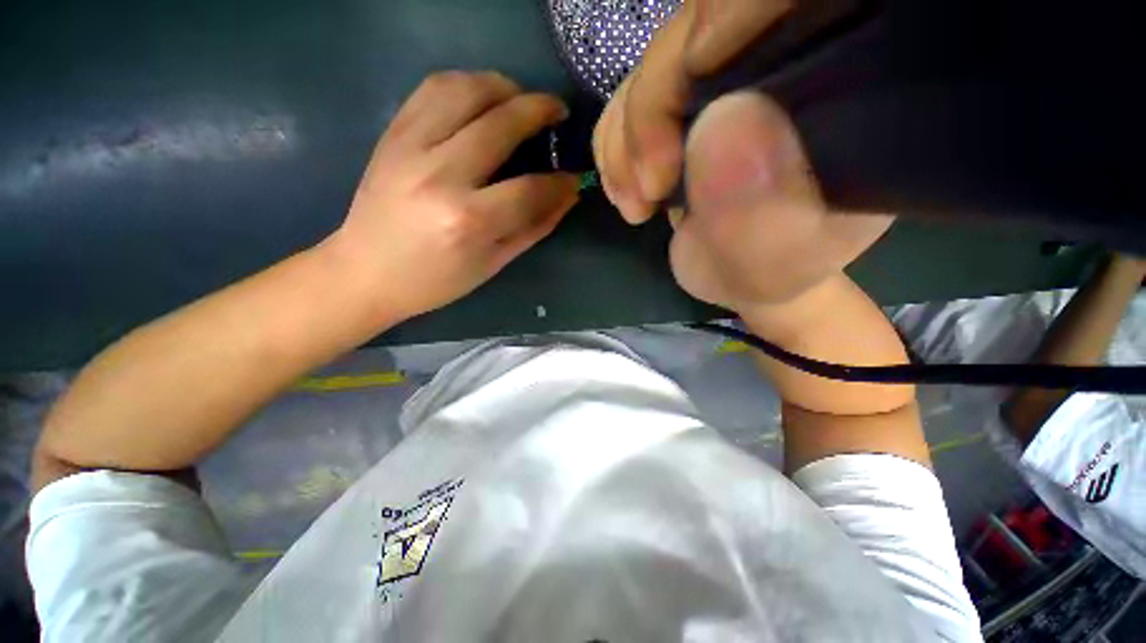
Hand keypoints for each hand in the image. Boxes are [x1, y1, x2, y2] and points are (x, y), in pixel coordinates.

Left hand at [328, 72, 578, 320]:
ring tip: (521, 99)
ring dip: (504, 86)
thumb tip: (568, 195)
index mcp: (468, 220)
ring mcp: (411, 147)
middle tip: (558, 112)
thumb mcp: (493, 263)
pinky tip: (482, 97)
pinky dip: (466, 83)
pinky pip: (433, 88)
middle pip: (502, 123)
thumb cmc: (436, 280)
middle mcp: (441, 175)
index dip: (560, 182)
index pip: (530, 188)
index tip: (574, 178)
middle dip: (540, 110)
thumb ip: (534, 227)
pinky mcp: (393, 134)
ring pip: (466, 90)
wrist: (365, 272)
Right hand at [593, 0, 891, 313]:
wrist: (738, 271)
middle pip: (701, 23)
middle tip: (648, 189)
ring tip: (638, 203)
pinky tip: (629, 189)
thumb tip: (723, 122)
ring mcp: (730, 72)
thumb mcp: (773, 261)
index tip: (689, 94)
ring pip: (656, 60)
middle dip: (653, 107)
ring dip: (626, 138)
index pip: (797, 2)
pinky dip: (615, 143)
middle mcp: (792, 57)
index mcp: (848, 83)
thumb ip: (760, 212)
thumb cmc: (769, 269)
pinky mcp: (685, 97)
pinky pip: (629, 92)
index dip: (731, 14)